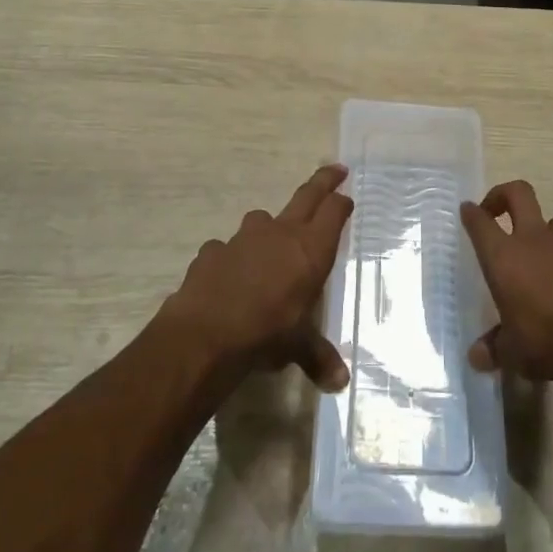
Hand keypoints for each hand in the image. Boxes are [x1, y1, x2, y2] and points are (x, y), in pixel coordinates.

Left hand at [162, 165, 352, 391]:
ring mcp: (244, 238)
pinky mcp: (213, 250)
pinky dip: (232, 257)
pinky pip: (228, 248)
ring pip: (263, 220)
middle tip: (336, 169)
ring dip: (270, 228)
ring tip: (271, 247)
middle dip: (323, 181)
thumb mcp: (297, 347)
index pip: (334, 212)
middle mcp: (281, 233)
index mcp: (310, 249)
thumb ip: (318, 356)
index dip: (341, 203)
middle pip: (307, 195)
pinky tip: (229, 277)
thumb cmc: (266, 333)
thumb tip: (340, 382)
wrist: (205, 334)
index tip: (347, 196)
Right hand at [460, 180, 552, 383]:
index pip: (480, 223)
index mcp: (504, 257)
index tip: (467, 211)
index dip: (471, 213)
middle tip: (498, 211)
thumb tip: (477, 357)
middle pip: (519, 194)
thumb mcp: (512, 352)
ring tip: (545, 253)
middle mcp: (535, 241)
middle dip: (505, 195)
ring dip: (548, 233)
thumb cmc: (545, 341)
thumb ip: (494, 349)